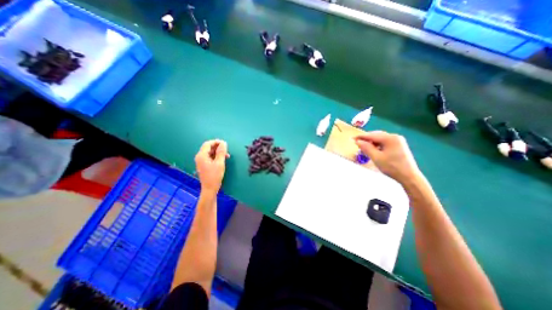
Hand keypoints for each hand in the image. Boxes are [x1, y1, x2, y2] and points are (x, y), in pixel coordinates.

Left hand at [195, 139, 229, 193]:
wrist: (210, 188)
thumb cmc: (214, 175)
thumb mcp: (220, 163)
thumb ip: (221, 152)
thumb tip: (223, 143)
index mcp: (201, 155)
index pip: (208, 144)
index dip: (216, 142)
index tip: (225, 144)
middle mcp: (199, 157)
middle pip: (208, 147)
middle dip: (218, 147)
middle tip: (227, 150)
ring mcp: (201, 161)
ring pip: (209, 152)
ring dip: (218, 152)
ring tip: (226, 155)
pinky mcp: (203, 165)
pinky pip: (209, 157)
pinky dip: (216, 156)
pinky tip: (222, 159)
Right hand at [356, 131, 420, 184]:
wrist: (409, 177)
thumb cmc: (392, 167)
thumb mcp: (376, 158)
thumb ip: (366, 148)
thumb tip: (358, 141)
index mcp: (390, 138)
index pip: (372, 135)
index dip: (361, 137)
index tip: (352, 138)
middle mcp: (395, 137)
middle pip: (377, 135)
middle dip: (366, 139)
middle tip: (357, 143)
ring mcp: (398, 141)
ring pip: (380, 139)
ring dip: (372, 142)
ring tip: (364, 148)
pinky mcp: (399, 146)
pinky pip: (385, 142)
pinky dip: (377, 145)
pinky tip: (374, 150)